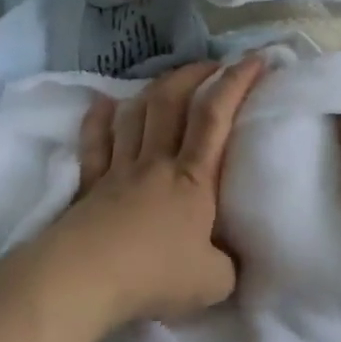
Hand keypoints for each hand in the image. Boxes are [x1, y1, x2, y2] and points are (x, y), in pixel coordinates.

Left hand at [33, 57, 266, 329]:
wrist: (86, 279)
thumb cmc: (155, 275)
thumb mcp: (214, 282)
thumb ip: (228, 266)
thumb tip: (229, 260)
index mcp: (193, 179)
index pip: (216, 117)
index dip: (236, 83)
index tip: (254, 59)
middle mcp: (156, 163)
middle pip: (172, 102)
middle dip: (194, 74)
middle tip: (212, 65)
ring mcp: (119, 170)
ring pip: (136, 114)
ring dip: (154, 90)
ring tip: (168, 82)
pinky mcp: (89, 185)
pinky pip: (95, 143)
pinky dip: (99, 120)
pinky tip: (103, 105)